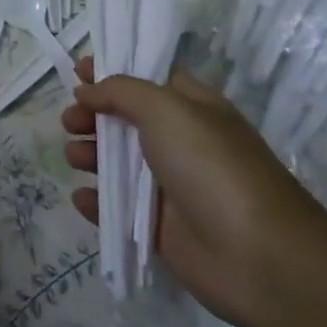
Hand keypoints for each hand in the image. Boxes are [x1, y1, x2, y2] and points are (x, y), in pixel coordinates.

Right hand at [63, 57, 326, 326]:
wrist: (256, 254)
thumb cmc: (211, 166)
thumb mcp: (165, 109)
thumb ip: (121, 91)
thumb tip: (87, 89)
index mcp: (191, 107)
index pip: (146, 78)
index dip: (112, 72)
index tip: (77, 71)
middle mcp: (179, 142)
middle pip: (124, 120)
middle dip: (92, 115)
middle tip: (70, 121)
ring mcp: (169, 186)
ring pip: (117, 164)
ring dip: (90, 156)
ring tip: (74, 158)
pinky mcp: (159, 227)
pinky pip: (118, 209)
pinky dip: (97, 202)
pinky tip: (82, 197)